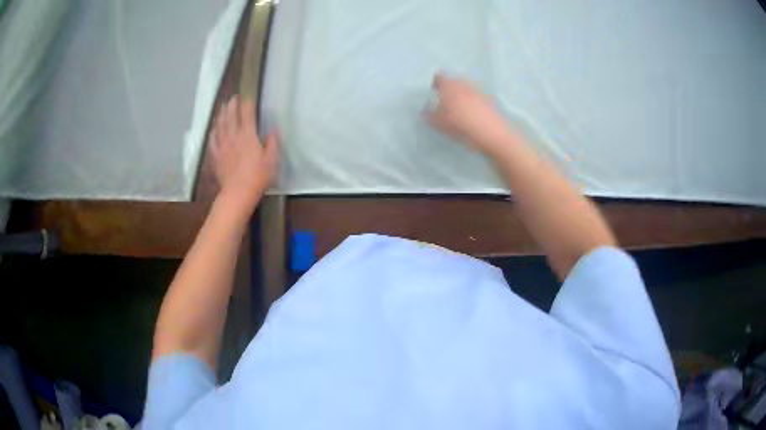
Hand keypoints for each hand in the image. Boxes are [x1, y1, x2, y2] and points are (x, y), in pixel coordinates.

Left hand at [210, 96, 278, 208]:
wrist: (237, 193)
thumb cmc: (258, 176)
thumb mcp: (272, 159)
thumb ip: (273, 142)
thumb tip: (273, 130)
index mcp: (248, 135)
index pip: (247, 113)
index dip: (247, 103)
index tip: (248, 96)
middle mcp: (233, 136)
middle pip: (230, 116)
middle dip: (232, 105)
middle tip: (233, 98)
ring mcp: (222, 145)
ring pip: (220, 125)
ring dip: (221, 115)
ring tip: (222, 107)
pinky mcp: (216, 156)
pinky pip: (213, 140)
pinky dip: (213, 132)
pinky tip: (213, 129)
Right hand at [426, 74, 516, 155]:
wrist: (493, 134)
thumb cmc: (461, 126)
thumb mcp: (439, 123)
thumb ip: (429, 114)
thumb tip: (425, 109)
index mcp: (450, 86)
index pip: (439, 77)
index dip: (436, 84)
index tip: (435, 93)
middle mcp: (464, 84)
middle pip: (454, 82)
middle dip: (449, 90)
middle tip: (446, 103)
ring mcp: (479, 91)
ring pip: (466, 89)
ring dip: (462, 96)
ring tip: (459, 111)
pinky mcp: (490, 100)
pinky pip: (477, 97)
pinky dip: (473, 103)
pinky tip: (472, 116)